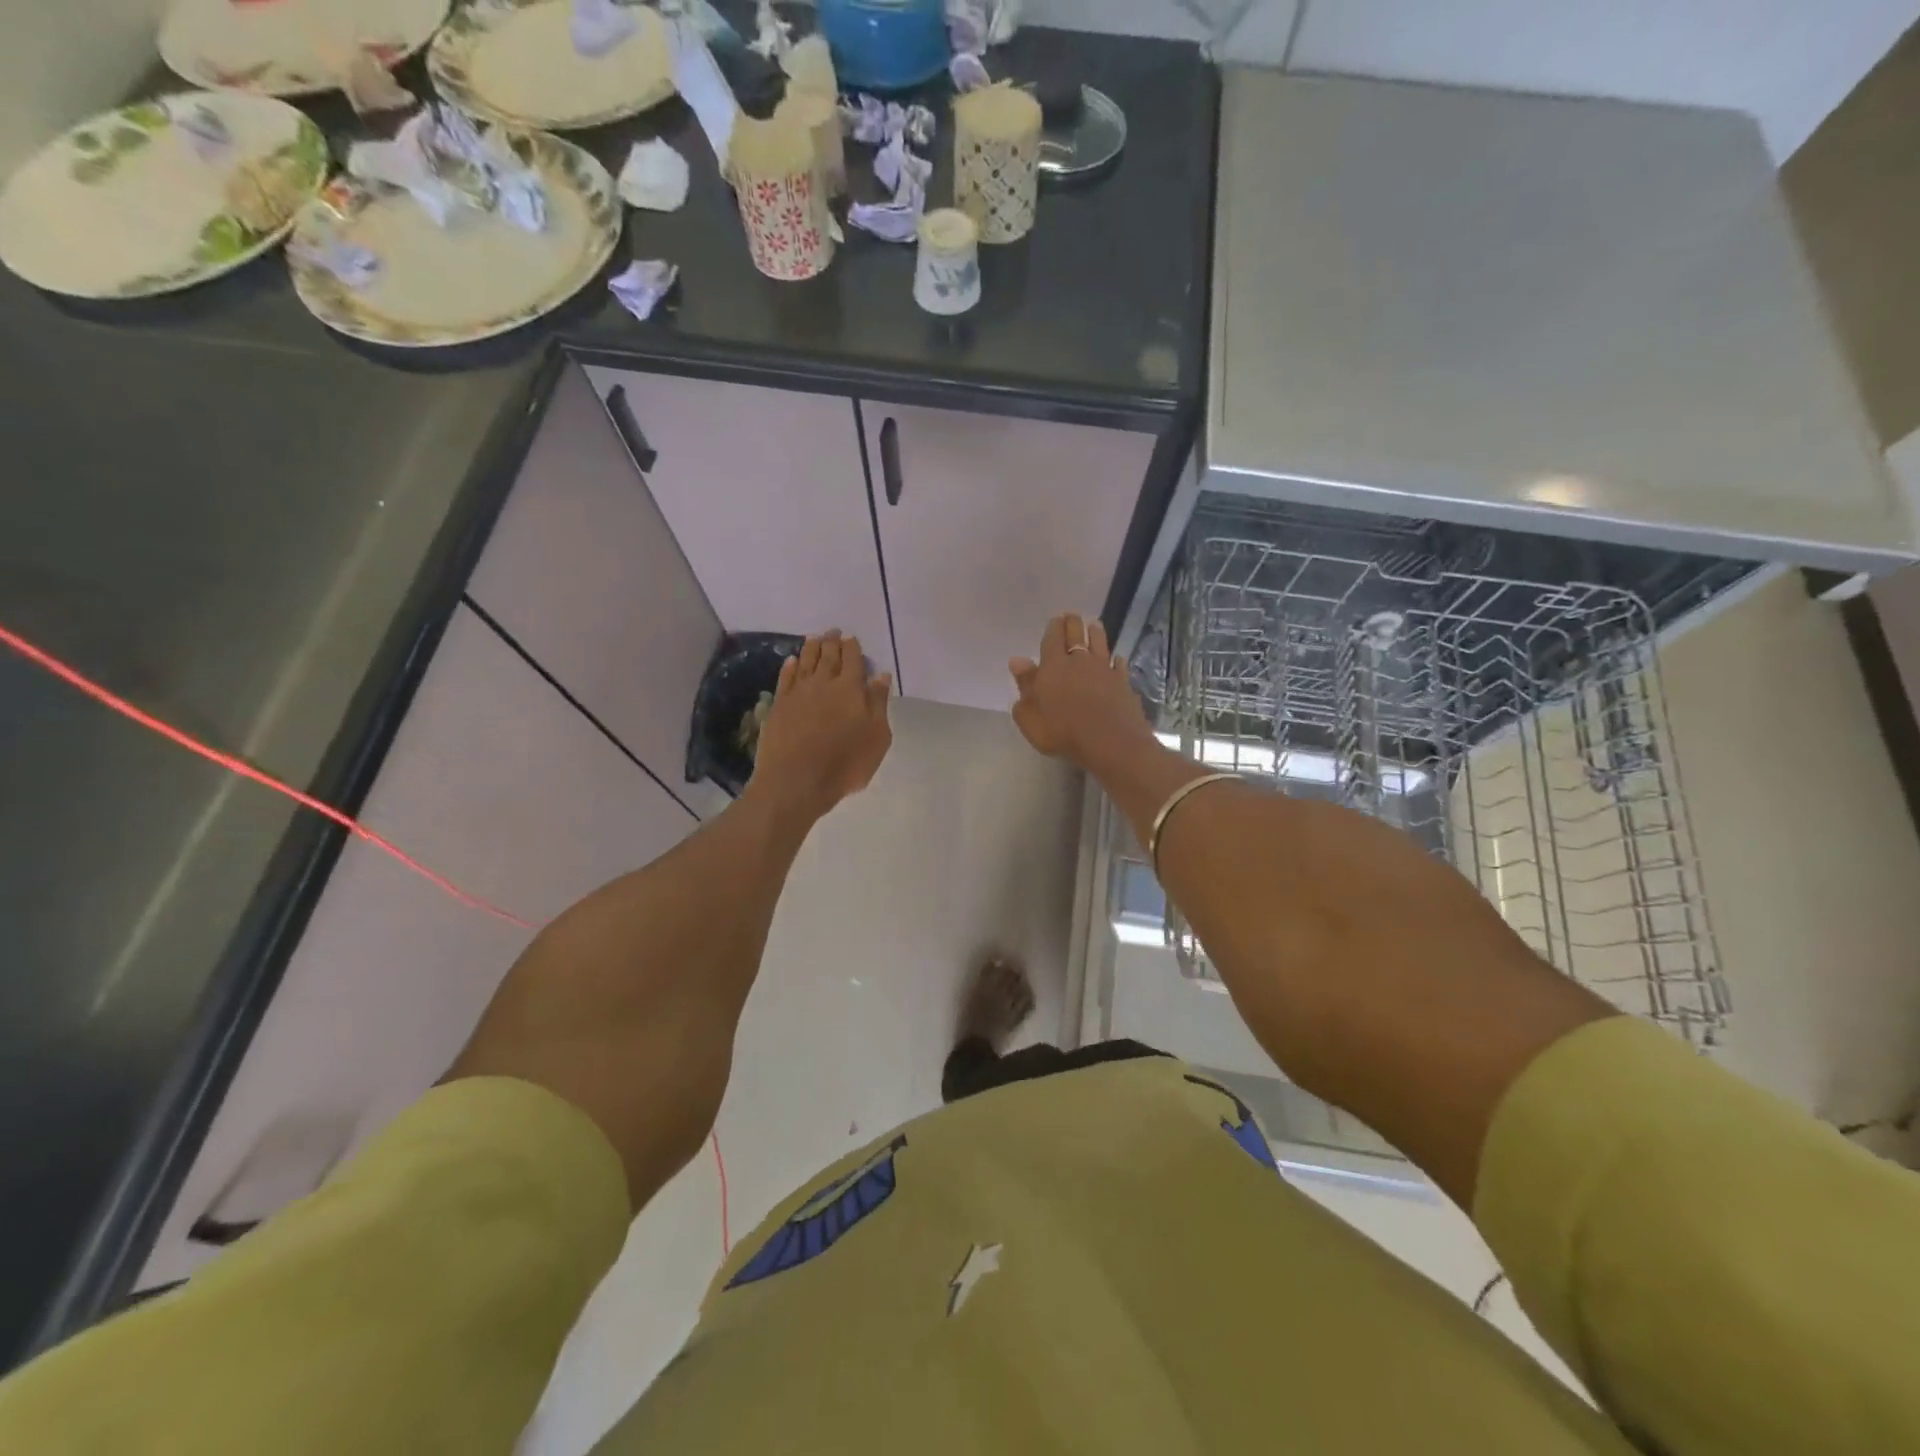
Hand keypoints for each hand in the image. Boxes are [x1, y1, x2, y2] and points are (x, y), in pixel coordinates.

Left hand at [749, 631, 893, 822]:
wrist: (796, 780)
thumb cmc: (845, 764)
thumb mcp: (877, 738)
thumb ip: (878, 704)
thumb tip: (881, 677)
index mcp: (851, 689)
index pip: (853, 660)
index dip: (853, 647)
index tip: (851, 638)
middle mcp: (824, 683)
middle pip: (828, 655)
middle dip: (832, 641)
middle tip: (833, 631)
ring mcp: (798, 692)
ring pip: (806, 661)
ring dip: (811, 647)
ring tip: (815, 638)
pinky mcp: (779, 705)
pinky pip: (785, 677)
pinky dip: (790, 666)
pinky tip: (792, 661)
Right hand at [1009, 614, 1152, 766]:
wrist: (1109, 741)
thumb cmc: (1062, 731)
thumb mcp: (1030, 716)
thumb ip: (1024, 686)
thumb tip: (1017, 661)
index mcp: (1053, 666)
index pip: (1052, 638)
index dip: (1054, 627)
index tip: (1055, 619)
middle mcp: (1080, 661)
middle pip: (1077, 635)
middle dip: (1073, 623)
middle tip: (1072, 616)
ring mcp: (1104, 670)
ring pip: (1100, 644)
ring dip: (1096, 632)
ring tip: (1094, 624)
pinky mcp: (1123, 683)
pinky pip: (1119, 665)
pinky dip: (1116, 659)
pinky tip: (1117, 658)